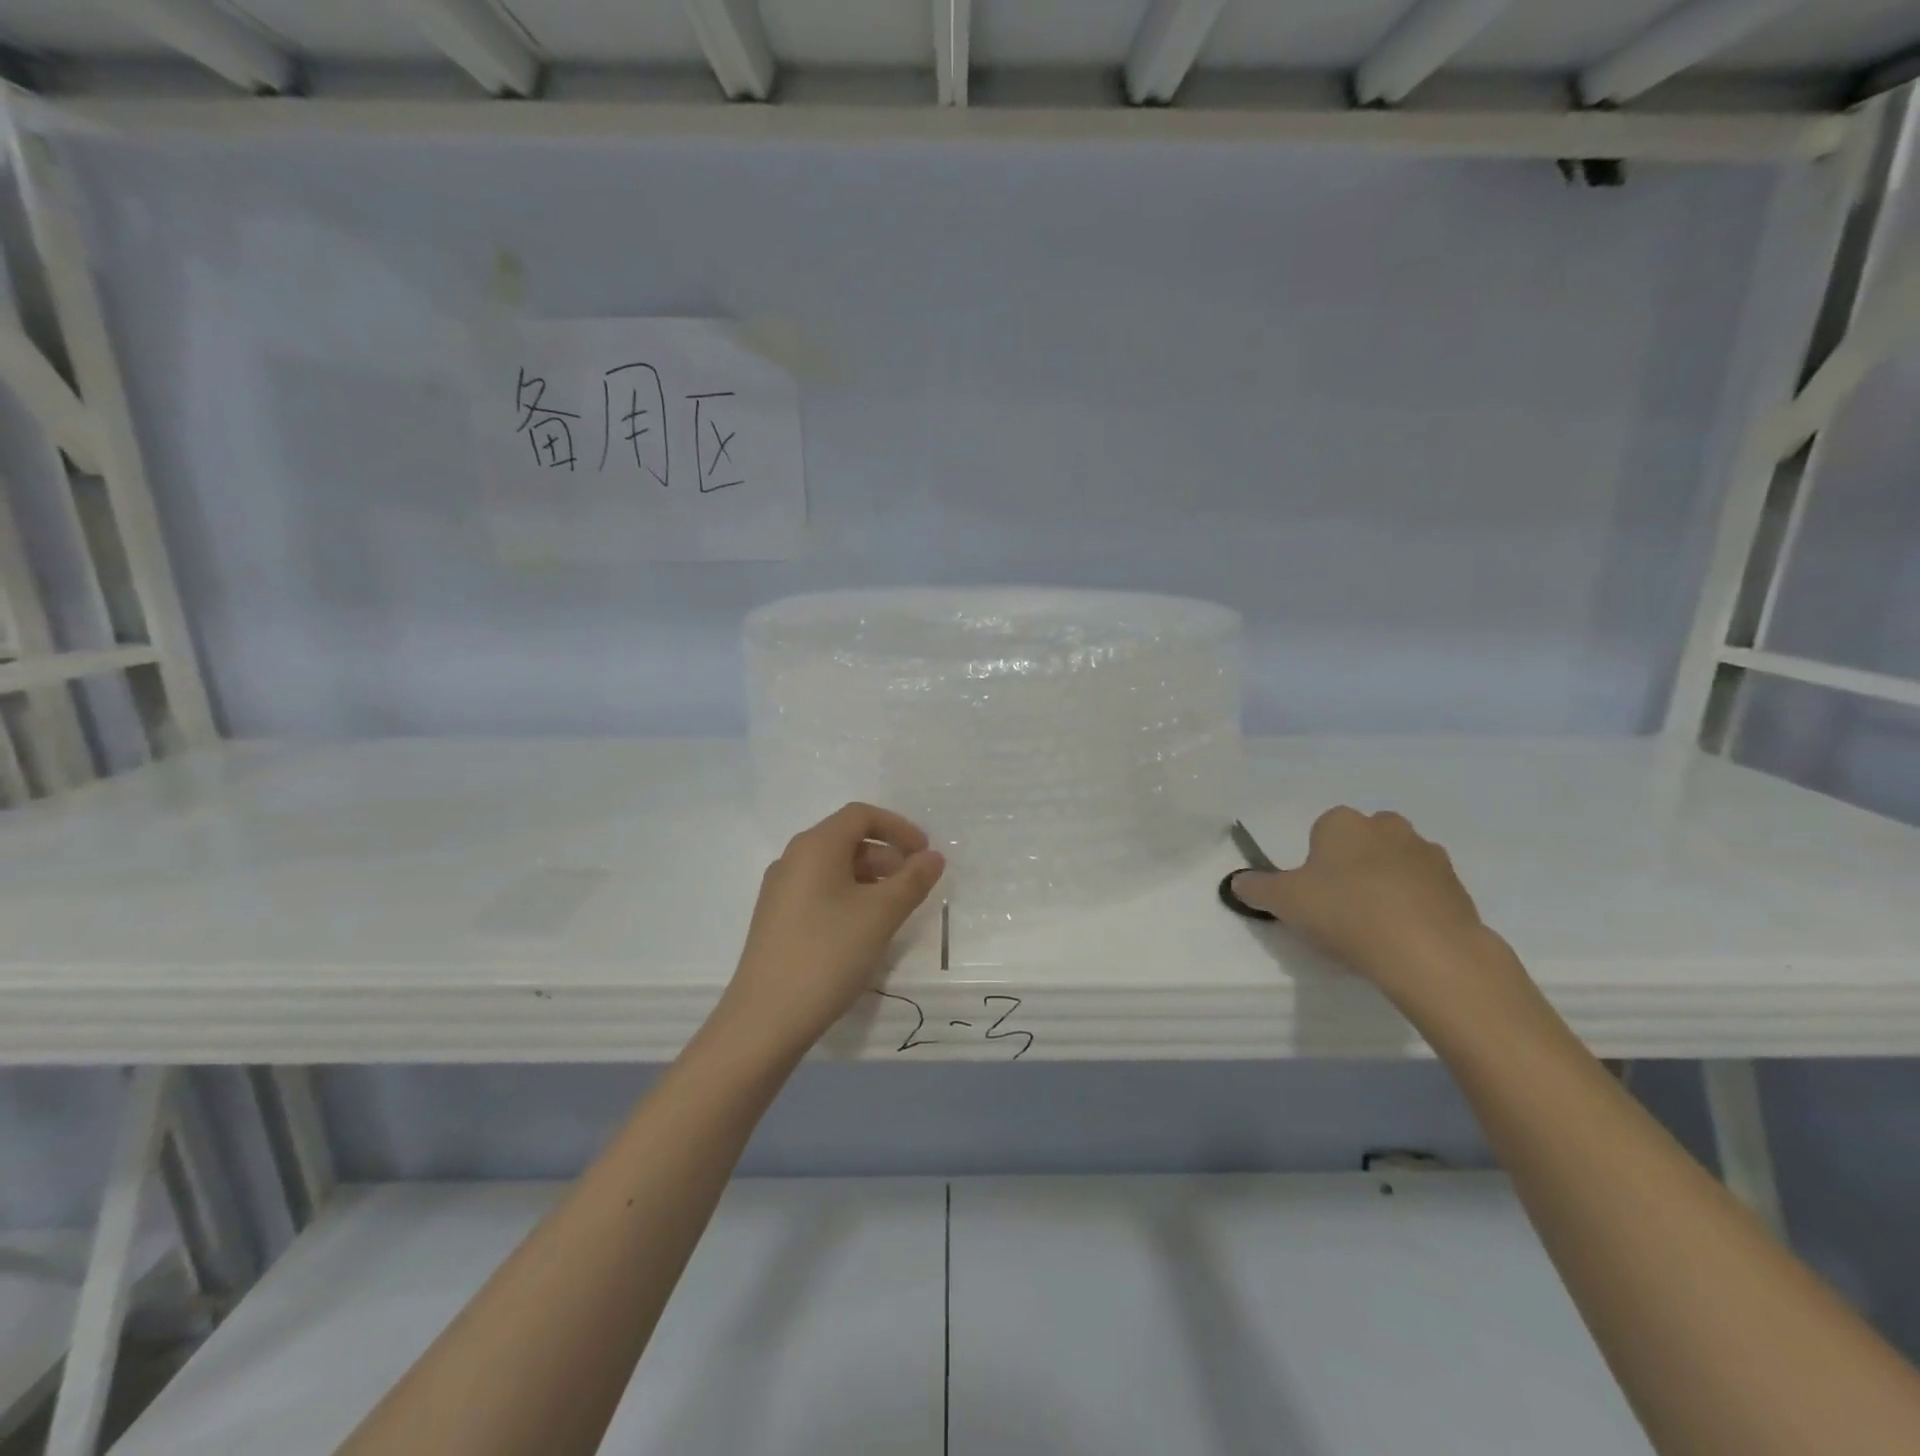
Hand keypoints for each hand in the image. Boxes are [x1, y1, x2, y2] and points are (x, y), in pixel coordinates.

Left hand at [716, 802, 945, 1057]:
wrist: (765, 1019)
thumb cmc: (827, 954)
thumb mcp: (880, 915)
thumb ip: (912, 881)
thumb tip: (933, 857)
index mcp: (815, 846)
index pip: (861, 815)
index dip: (899, 828)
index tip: (925, 854)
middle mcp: (793, 859)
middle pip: (847, 840)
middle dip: (888, 856)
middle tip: (916, 886)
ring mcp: (781, 890)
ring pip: (835, 868)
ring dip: (871, 879)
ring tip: (895, 912)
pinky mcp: (777, 919)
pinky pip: (821, 891)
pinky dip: (850, 897)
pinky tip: (864, 931)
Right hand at [1231, 807, 1518, 1008]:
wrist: (1429, 953)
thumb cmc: (1345, 913)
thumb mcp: (1284, 902)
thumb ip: (1256, 888)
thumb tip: (1236, 881)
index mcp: (1344, 822)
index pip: (1322, 830)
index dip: (1315, 862)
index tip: (1314, 894)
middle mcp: (1388, 827)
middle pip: (1362, 843)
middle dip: (1353, 866)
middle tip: (1341, 907)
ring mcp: (1429, 855)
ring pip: (1397, 864)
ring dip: (1386, 885)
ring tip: (1375, 928)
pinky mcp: (1459, 888)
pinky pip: (1426, 892)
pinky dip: (1415, 908)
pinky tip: (1403, 939)